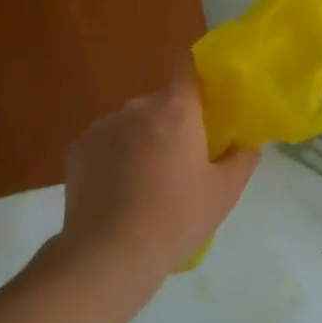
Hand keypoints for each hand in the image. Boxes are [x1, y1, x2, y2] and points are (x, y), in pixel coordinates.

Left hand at [62, 66, 260, 278]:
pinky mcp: (77, 149)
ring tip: (148, 183)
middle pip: (162, 102)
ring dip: (144, 140)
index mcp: (176, 110)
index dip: (200, 78)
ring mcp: (102, 127)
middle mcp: (136, 108)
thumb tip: (244, 143)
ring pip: (133, 123)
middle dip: (175, 122)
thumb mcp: (225, 192)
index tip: (210, 101)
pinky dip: (117, 157)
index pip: (188, 68)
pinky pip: (108, 142)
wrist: (108, 254)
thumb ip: (242, 158)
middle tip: (185, 160)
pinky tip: (121, 191)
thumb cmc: (176, 218)